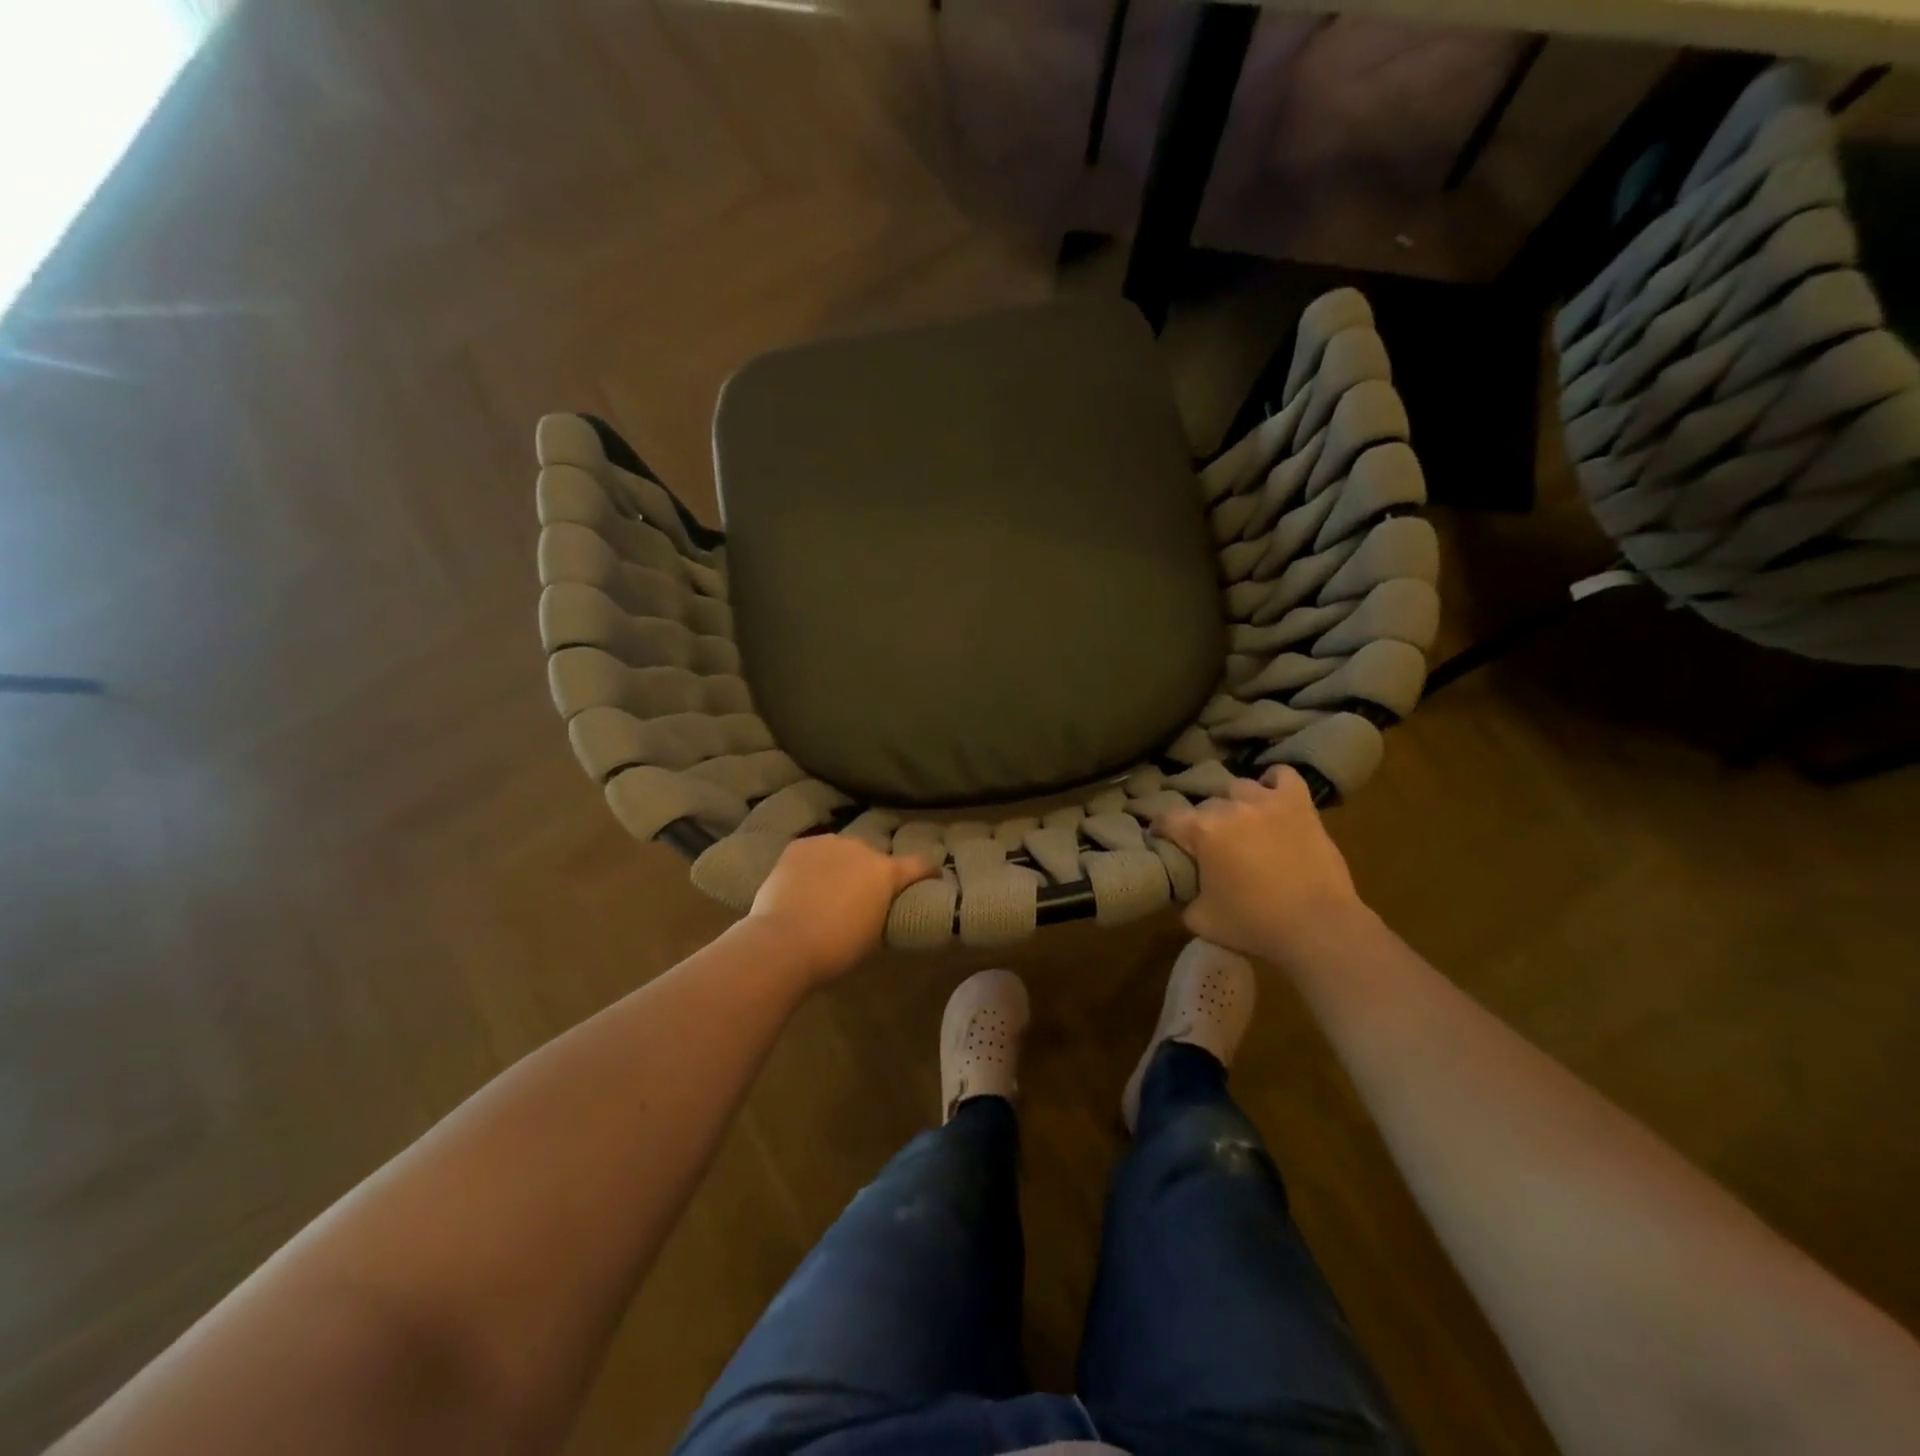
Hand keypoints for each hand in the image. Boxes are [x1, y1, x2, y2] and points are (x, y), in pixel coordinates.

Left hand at [744, 835, 937, 985]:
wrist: (783, 941)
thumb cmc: (836, 948)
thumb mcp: (873, 936)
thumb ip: (881, 911)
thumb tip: (877, 907)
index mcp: (886, 872)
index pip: (919, 864)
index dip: (927, 871)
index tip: (932, 875)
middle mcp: (861, 848)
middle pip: (874, 856)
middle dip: (872, 872)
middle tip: (861, 894)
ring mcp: (828, 843)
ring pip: (842, 851)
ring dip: (841, 865)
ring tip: (827, 888)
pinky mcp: (799, 846)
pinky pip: (814, 852)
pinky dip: (813, 864)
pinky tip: (802, 883)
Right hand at [1153, 767, 1366, 962]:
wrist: (1318, 927)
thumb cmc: (1255, 925)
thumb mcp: (1201, 920)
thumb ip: (1184, 899)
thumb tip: (1183, 890)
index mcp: (1202, 831)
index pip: (1166, 818)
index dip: (1161, 830)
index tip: (1163, 842)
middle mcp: (1230, 807)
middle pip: (1205, 805)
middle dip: (1201, 824)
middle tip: (1208, 847)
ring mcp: (1267, 801)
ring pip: (1239, 787)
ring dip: (1234, 804)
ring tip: (1241, 824)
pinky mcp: (1299, 804)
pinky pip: (1282, 775)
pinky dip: (1273, 782)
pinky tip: (1271, 798)